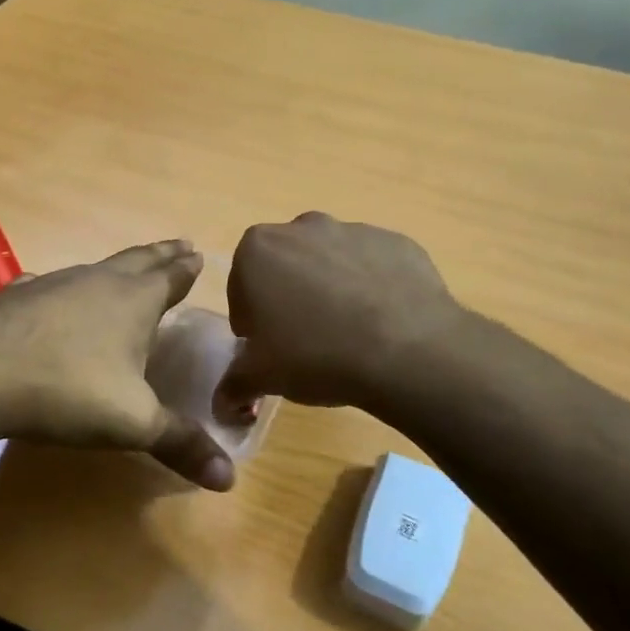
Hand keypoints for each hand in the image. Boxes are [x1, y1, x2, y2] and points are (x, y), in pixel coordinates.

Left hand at [0, 240, 235, 489]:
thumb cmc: (65, 389)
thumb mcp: (132, 422)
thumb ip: (180, 444)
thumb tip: (230, 478)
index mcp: (133, 301)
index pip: (170, 277)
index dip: (186, 269)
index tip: (197, 254)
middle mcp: (96, 282)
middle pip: (138, 260)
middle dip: (161, 255)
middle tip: (180, 245)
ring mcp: (52, 285)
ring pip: (95, 269)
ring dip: (116, 268)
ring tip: (125, 270)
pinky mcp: (14, 298)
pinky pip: (49, 285)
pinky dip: (62, 288)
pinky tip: (49, 292)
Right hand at [215, 213, 465, 413]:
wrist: (408, 350)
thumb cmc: (316, 355)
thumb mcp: (263, 377)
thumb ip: (234, 384)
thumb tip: (222, 403)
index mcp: (258, 249)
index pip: (241, 286)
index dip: (252, 320)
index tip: (268, 347)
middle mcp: (302, 227)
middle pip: (285, 266)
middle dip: (289, 297)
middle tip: (305, 341)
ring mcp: (354, 230)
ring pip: (330, 262)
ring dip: (330, 289)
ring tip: (348, 334)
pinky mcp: (396, 242)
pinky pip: (373, 265)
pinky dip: (371, 287)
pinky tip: (381, 323)